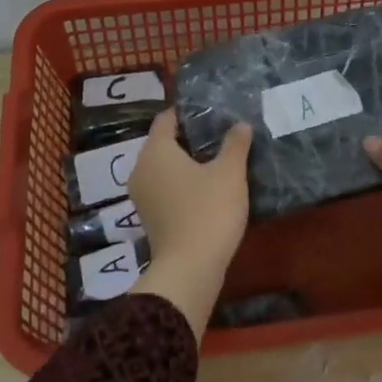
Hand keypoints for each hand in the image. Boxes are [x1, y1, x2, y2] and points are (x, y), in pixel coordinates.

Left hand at [127, 109, 251, 336]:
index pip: (166, 119)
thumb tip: (240, 125)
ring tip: (218, 160)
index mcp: (155, 151)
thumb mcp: (229, 173)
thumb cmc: (208, 211)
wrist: (190, 269)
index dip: (188, 113)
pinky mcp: (150, 217)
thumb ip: (235, 144)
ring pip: (164, 168)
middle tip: (221, 134)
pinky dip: (183, 184)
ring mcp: (142, 196)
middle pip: (164, 143)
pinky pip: (166, 189)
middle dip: (190, 138)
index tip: (212, 111)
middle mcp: (141, 169)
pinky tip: (208, 188)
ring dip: (187, 163)